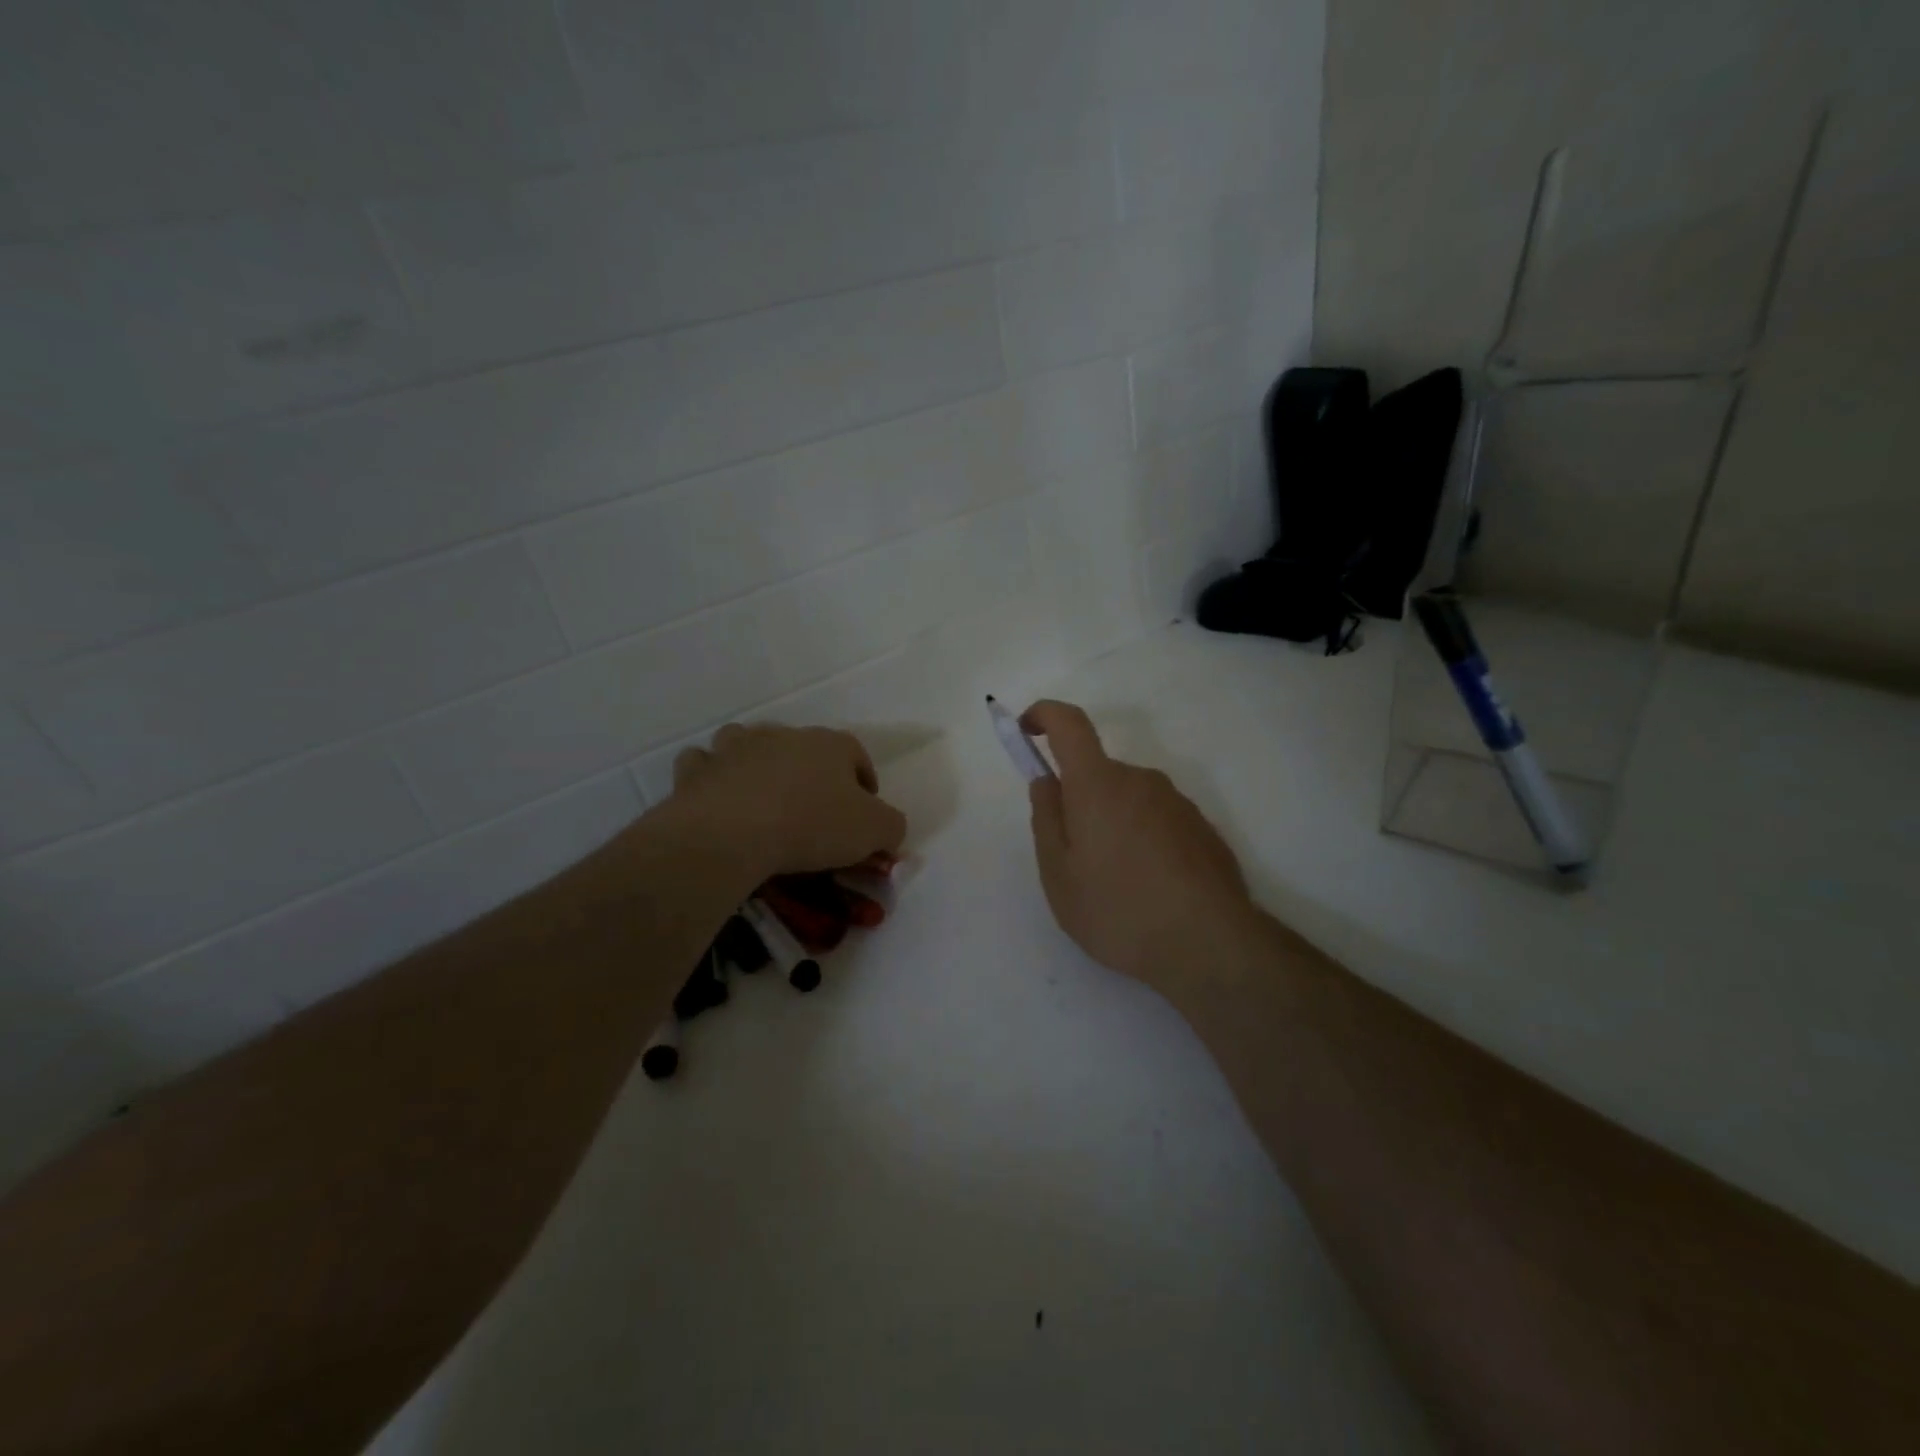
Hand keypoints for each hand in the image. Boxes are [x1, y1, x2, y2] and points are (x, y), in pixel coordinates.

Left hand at [667, 723, 907, 881]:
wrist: (732, 834)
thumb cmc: (810, 825)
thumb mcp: (873, 831)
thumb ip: (891, 826)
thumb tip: (890, 830)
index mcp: (829, 744)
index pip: (856, 754)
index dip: (864, 781)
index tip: (863, 811)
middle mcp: (783, 735)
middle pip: (804, 748)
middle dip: (811, 773)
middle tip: (814, 810)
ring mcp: (736, 748)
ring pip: (749, 744)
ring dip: (758, 763)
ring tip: (762, 797)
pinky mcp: (698, 771)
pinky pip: (705, 766)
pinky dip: (712, 777)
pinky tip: (718, 799)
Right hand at [1022, 700, 1258, 997]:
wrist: (1210, 945)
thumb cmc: (1118, 909)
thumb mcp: (1059, 875)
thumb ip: (1046, 820)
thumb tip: (1046, 781)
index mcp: (1098, 784)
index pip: (1069, 723)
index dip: (1043, 715)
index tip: (1027, 730)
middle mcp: (1141, 780)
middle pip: (1099, 775)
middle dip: (1080, 804)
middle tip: (1076, 861)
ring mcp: (1178, 803)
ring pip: (1129, 802)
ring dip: (1114, 827)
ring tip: (1116, 886)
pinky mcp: (1203, 829)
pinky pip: (1158, 822)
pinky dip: (1144, 843)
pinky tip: (1151, 891)